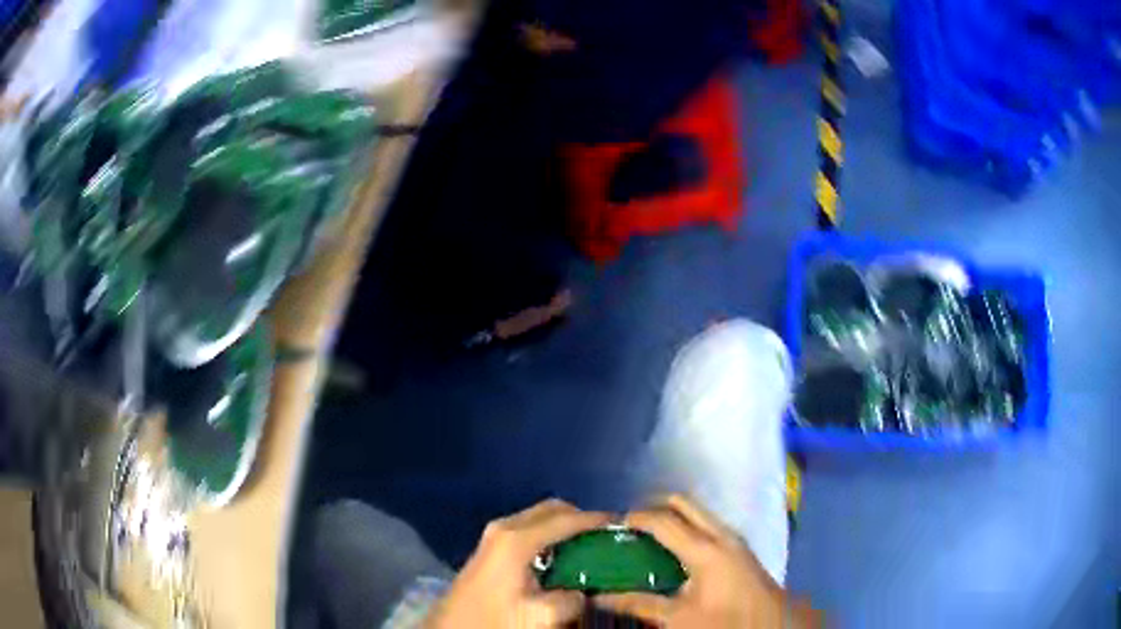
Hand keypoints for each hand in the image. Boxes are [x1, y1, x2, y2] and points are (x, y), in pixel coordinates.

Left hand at [424, 499, 610, 628]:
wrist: (451, 627)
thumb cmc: (493, 619)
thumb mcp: (538, 616)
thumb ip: (570, 601)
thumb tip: (586, 592)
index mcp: (517, 539)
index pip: (567, 519)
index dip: (597, 520)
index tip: (623, 525)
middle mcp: (505, 527)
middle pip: (552, 509)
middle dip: (581, 518)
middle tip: (606, 537)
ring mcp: (495, 535)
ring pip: (539, 518)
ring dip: (565, 526)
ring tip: (590, 546)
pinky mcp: (491, 546)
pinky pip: (529, 529)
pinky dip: (550, 535)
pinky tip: (563, 558)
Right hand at [594, 494, 818, 627]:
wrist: (771, 624)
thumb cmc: (724, 621)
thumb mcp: (678, 617)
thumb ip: (640, 604)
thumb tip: (601, 596)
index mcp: (704, 548)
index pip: (663, 521)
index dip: (636, 518)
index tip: (613, 524)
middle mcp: (721, 534)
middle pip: (684, 504)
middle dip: (655, 508)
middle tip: (631, 526)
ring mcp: (733, 539)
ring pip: (698, 513)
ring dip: (672, 518)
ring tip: (647, 538)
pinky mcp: (739, 548)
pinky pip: (707, 525)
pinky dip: (687, 528)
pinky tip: (674, 552)